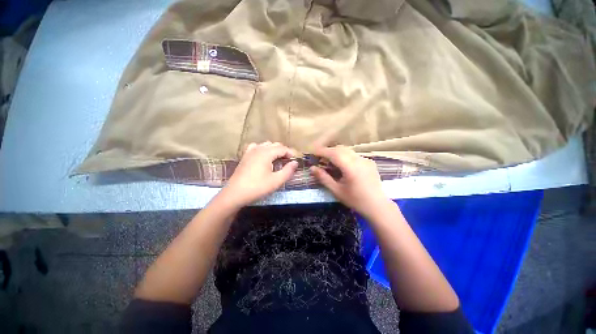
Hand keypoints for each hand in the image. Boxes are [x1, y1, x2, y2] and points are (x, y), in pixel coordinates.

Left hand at [220, 142, 297, 207]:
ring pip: (266, 145)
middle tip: (289, 161)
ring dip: (274, 150)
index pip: (283, 148)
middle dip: (284, 151)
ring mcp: (250, 151)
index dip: (291, 153)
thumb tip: (295, 162)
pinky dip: (263, 149)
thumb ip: (288, 171)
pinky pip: (256, 147)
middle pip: (275, 145)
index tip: (297, 159)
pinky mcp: (245, 156)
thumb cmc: (257, 187)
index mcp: (266, 153)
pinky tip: (263, 156)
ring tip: (279, 159)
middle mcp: (258, 148)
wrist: (235, 194)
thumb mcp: (276, 181)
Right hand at [310, 146, 390, 217]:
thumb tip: (312, 168)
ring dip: (336, 153)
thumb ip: (323, 178)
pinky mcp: (369, 162)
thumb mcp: (336, 190)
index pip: (334, 153)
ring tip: (330, 161)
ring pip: (348, 151)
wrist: (377, 206)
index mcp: (351, 167)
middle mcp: (359, 160)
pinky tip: (343, 166)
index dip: (322, 151)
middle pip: (340, 149)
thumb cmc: (355, 200)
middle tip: (320, 158)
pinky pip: (354, 155)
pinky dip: (345, 156)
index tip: (313, 152)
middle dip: (328, 151)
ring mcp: (366, 160)